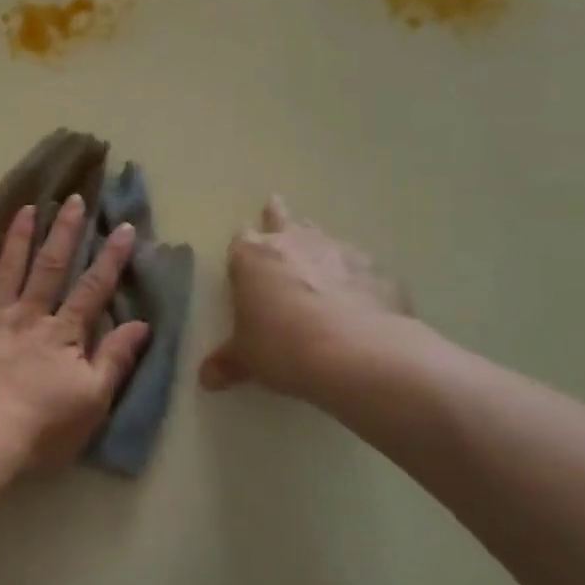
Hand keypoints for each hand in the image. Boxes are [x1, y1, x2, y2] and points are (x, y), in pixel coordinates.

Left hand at [0, 198, 149, 475]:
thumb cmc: (42, 426)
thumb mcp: (92, 400)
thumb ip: (115, 359)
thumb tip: (141, 324)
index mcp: (63, 333)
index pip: (93, 288)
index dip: (110, 258)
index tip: (123, 227)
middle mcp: (30, 314)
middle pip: (51, 266)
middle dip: (65, 231)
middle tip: (74, 199)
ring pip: (10, 267)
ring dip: (21, 235)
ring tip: (30, 207)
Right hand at [199, 196, 411, 401]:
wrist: (357, 354)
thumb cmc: (283, 347)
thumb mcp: (247, 359)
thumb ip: (227, 363)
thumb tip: (206, 379)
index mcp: (253, 257)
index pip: (241, 239)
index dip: (242, 247)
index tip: (243, 255)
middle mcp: (294, 243)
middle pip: (282, 219)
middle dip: (276, 216)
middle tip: (274, 205)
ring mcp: (339, 252)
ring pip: (323, 237)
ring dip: (317, 245)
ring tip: (317, 257)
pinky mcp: (377, 271)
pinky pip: (360, 268)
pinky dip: (355, 278)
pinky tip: (359, 299)